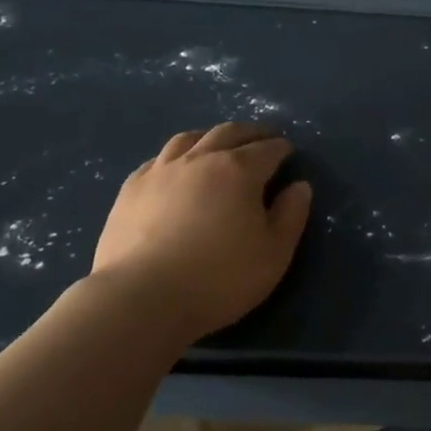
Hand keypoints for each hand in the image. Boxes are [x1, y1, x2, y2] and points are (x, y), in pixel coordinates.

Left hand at [90, 123, 313, 341]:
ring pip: (188, 139)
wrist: (142, 298)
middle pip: (228, 133)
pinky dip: (176, 156)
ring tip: (218, 145)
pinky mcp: (130, 189)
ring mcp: (160, 171)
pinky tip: (176, 169)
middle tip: (261, 138)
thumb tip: (300, 186)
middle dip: (250, 133)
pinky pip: (158, 159)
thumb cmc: (220, 277)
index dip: (281, 148)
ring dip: (210, 137)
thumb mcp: (274, 253)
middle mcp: (200, 159)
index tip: (288, 151)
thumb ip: (291, 215)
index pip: (267, 149)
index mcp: (239, 170)